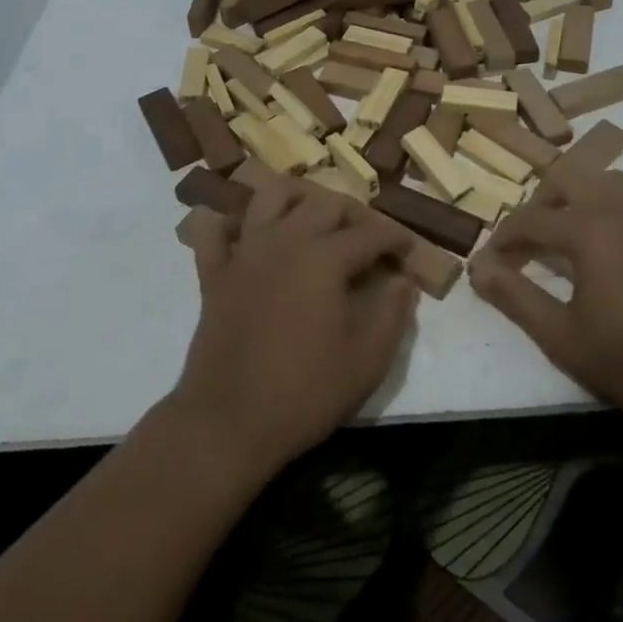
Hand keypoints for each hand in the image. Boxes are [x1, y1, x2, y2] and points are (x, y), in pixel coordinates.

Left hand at [169, 184, 417, 479]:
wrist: (225, 425)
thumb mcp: (366, 363)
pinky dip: (231, 223)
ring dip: (298, 198)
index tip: (408, 251)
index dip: (395, 238)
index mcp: (325, 258)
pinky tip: (248, 236)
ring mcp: (245, 252)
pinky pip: (216, 231)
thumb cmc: (302, 395)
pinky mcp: (214, 273)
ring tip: (314, 219)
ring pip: (271, 196)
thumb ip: (392, 315)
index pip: (370, 233)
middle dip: (354, 214)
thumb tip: (404, 281)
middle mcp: (285, 240)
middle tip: (369, 238)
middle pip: (325, 202)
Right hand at [469, 170, 622, 436]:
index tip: (490, 259)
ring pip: (605, 181)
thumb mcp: (560, 336)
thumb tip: (477, 269)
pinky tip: (611, 245)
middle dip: (541, 202)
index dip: (504, 237)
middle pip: (568, 179)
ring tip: (568, 234)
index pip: (531, 220)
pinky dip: (612, 208)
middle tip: (529, 239)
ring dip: (579, 198)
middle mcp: (620, 208)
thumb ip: (515, 297)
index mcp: (588, 229)